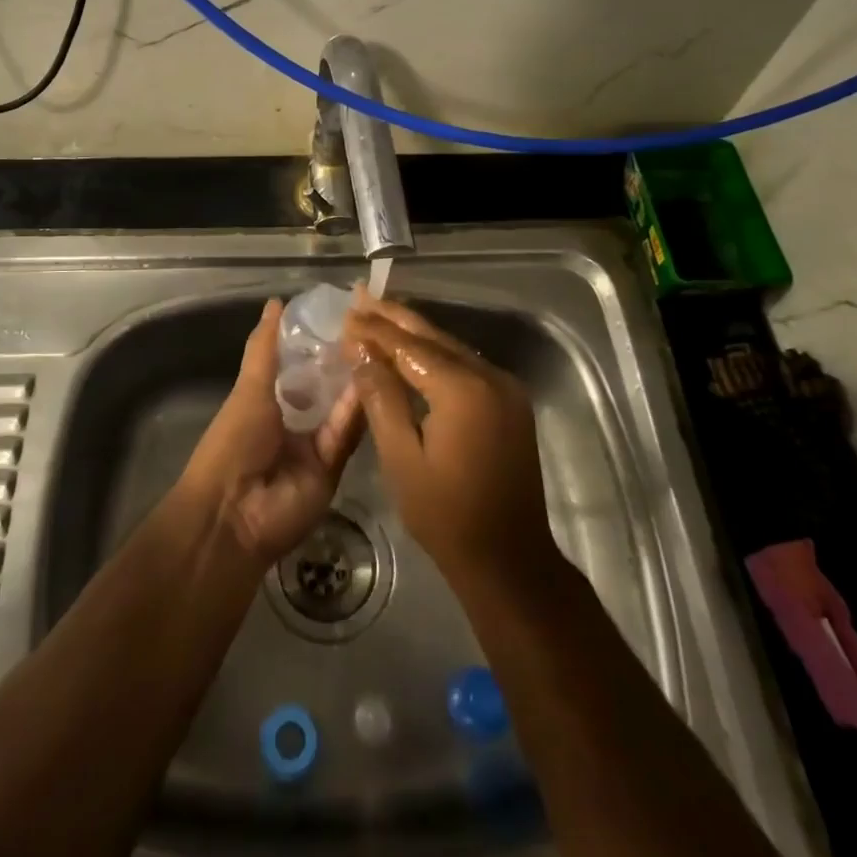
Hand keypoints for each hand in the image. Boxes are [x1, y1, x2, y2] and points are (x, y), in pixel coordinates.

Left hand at [180, 299, 364, 564]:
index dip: (319, 341)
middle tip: (372, 328)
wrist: (233, 515)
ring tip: (377, 347)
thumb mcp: (250, 388)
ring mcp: (314, 445)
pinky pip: (347, 435)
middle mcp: (294, 420)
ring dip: (355, 381)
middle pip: (325, 386)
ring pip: (341, 408)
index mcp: (269, 401)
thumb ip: (265, 348)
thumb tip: (276, 302)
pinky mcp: (333, 468)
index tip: (345, 314)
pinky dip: (356, 411)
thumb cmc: (233, 442)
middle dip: (344, 361)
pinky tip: (371, 381)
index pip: (300, 365)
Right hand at [343, 292, 554, 593]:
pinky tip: (412, 349)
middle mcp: (490, 377)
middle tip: (361, 296)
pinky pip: (466, 366)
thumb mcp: (401, 458)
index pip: (409, 345)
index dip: (375, 330)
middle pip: (433, 337)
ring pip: (451, 348)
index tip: (345, 315)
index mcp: (463, 390)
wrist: (510, 560)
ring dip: (414, 333)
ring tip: (379, 313)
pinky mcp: (510, 403)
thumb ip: (381, 397)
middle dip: (394, 317)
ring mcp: (505, 389)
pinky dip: (435, 354)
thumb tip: (360, 352)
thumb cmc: (446, 515)